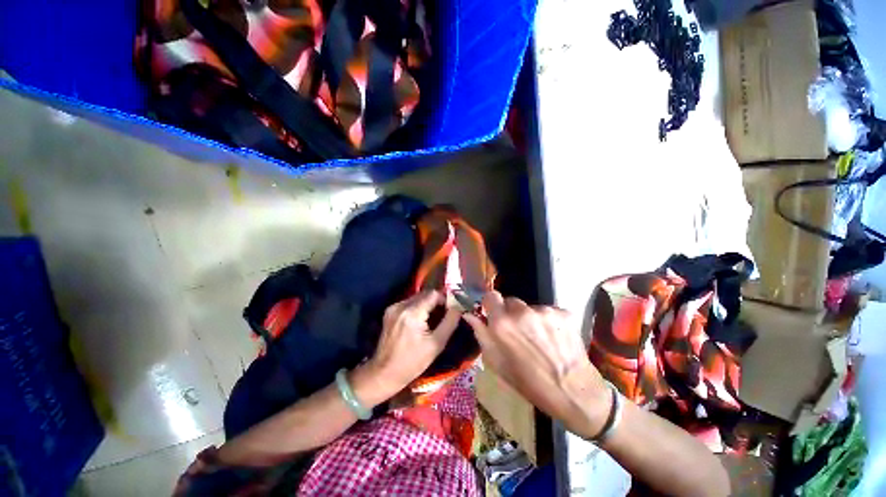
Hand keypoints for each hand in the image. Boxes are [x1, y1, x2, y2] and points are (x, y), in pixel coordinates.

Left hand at [361, 291, 460, 397]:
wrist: (384, 373)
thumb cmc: (413, 362)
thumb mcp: (436, 344)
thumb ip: (450, 322)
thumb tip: (459, 306)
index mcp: (412, 313)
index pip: (433, 294)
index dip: (445, 299)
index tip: (451, 309)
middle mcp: (401, 306)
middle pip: (424, 294)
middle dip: (436, 302)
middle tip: (444, 315)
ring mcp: (393, 308)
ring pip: (417, 297)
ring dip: (427, 304)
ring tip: (433, 319)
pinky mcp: (389, 312)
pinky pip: (408, 303)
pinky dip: (417, 308)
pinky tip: (420, 321)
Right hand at [463, 292, 611, 438]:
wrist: (573, 393)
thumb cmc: (529, 383)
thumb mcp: (497, 364)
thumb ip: (481, 335)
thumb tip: (470, 315)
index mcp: (502, 324)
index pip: (491, 296)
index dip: (491, 304)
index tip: (494, 314)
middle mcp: (522, 312)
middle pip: (511, 302)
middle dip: (511, 314)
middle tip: (519, 333)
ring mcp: (544, 311)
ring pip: (530, 308)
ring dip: (530, 319)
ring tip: (540, 340)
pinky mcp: (563, 313)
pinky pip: (548, 312)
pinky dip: (548, 322)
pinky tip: (555, 339)